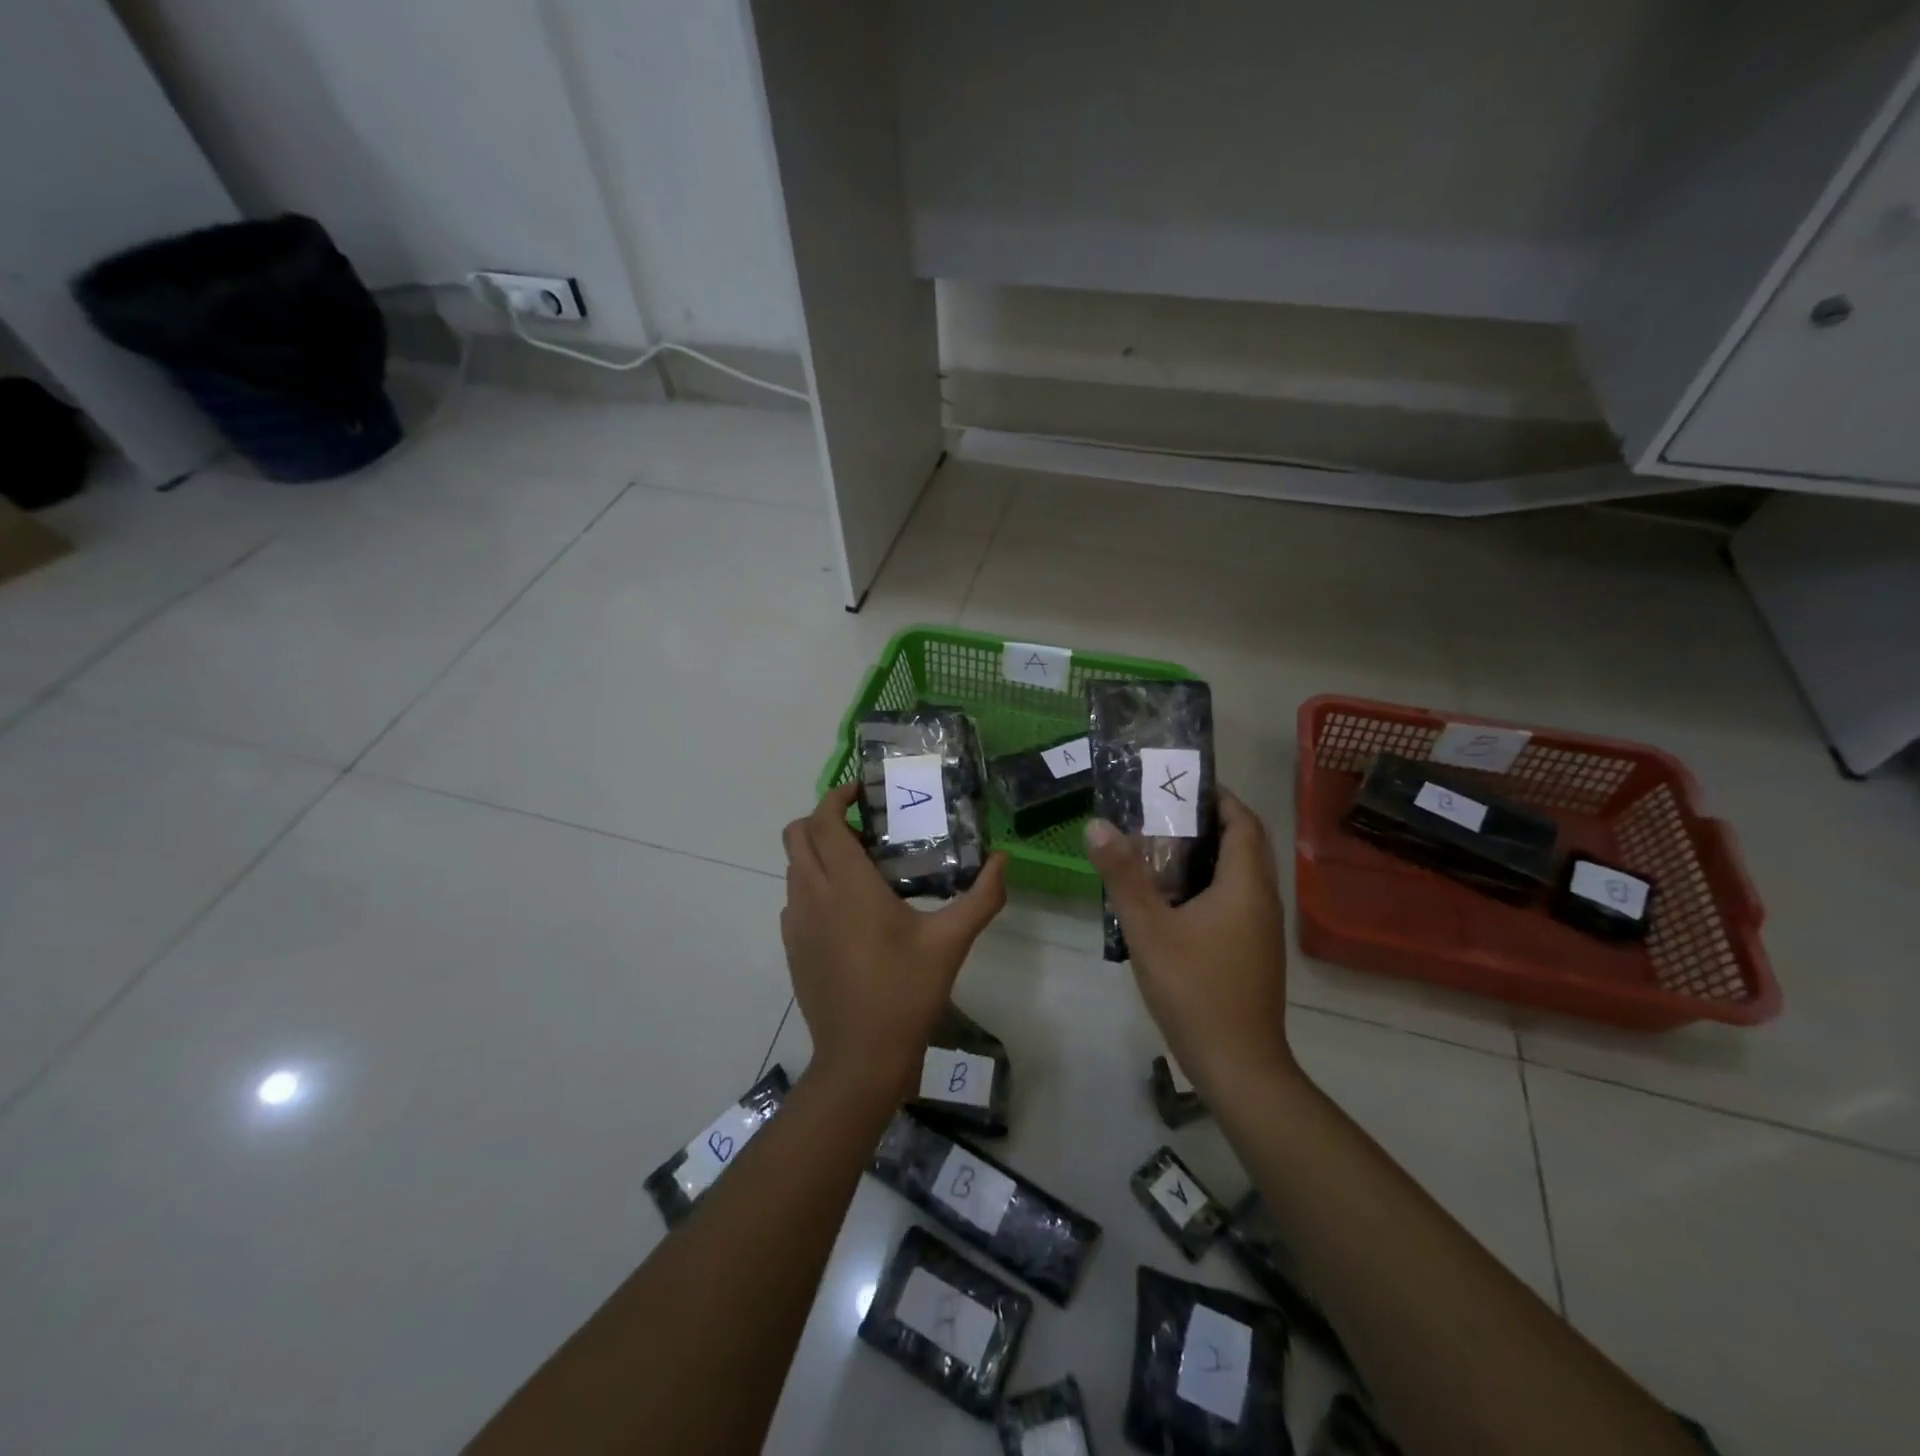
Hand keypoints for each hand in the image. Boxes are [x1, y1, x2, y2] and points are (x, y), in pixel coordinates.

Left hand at [781, 783, 1007, 1101]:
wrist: (860, 1059)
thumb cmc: (905, 993)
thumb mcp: (951, 942)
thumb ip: (982, 897)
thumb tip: (1003, 860)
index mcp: (847, 886)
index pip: (824, 821)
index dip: (837, 797)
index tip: (862, 792)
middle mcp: (813, 896)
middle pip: (796, 835)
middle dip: (824, 819)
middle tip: (865, 829)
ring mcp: (796, 923)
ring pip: (794, 866)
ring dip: (819, 852)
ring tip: (862, 868)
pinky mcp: (792, 947)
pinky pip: (795, 898)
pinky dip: (813, 885)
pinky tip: (849, 911)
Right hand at [1085, 789, 1293, 1092]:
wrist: (1238, 1065)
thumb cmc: (1195, 989)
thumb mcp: (1149, 928)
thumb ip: (1123, 875)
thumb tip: (1097, 825)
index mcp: (1245, 885)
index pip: (1244, 822)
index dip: (1219, 798)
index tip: (1180, 785)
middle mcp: (1262, 900)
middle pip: (1245, 845)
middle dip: (1209, 823)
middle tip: (1161, 814)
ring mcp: (1261, 929)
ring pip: (1240, 875)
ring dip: (1208, 855)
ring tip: (1160, 849)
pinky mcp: (1254, 951)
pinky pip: (1236, 900)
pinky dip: (1210, 885)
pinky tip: (1172, 900)